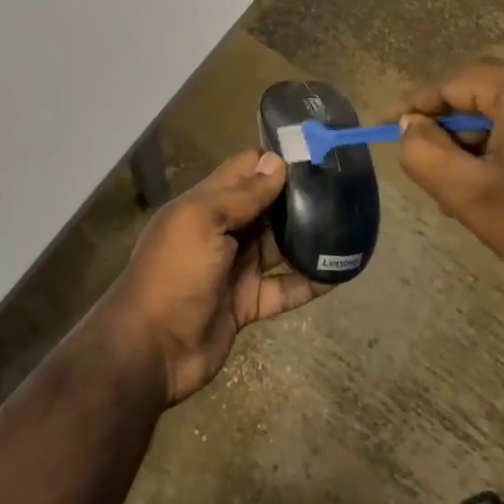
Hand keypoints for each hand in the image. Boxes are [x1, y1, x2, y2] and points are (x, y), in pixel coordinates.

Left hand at [99, 149, 328, 405]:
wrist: (152, 348)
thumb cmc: (174, 273)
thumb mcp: (201, 222)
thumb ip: (240, 195)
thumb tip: (278, 163)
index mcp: (205, 204)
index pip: (244, 170)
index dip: (275, 161)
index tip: (314, 154)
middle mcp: (223, 231)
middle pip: (266, 206)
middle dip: (298, 197)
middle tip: (344, 187)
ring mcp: (236, 268)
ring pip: (279, 245)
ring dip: (309, 236)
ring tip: (351, 223)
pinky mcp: (248, 303)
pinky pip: (286, 288)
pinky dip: (311, 281)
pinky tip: (342, 272)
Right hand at [390, 60, 503, 335]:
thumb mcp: (471, 196)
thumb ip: (424, 153)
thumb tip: (409, 125)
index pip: (456, 83)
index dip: (417, 104)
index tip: (388, 124)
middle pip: (489, 95)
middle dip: (457, 132)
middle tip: (435, 175)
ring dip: (489, 142)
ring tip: (472, 190)